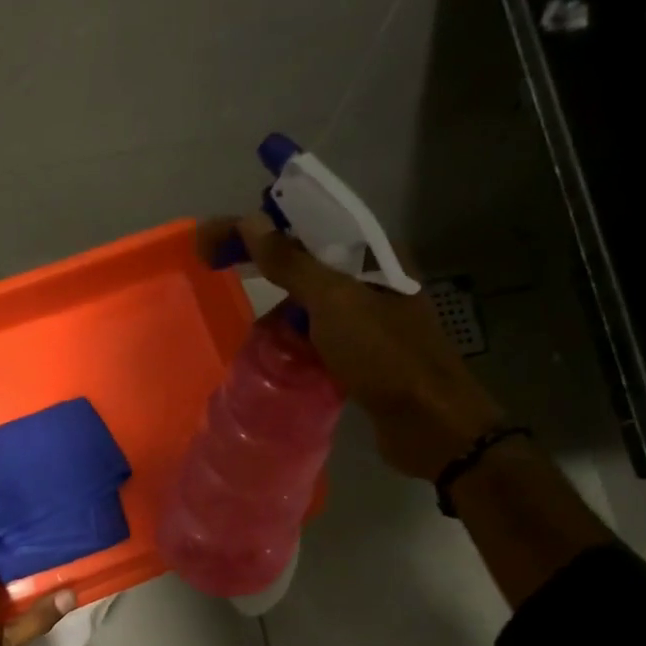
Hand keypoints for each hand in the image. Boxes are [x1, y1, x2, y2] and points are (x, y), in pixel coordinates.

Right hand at [200, 214, 506, 479]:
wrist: (430, 422)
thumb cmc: (384, 355)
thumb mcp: (333, 302)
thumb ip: (291, 263)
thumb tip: (250, 222)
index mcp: (372, 256)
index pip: (307, 225)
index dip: (259, 226)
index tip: (215, 238)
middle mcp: (372, 282)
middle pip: (306, 263)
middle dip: (264, 268)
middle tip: (217, 271)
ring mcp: (368, 321)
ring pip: (310, 305)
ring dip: (278, 312)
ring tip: (247, 330)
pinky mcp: (362, 356)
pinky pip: (316, 338)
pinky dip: (293, 342)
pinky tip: (271, 356)